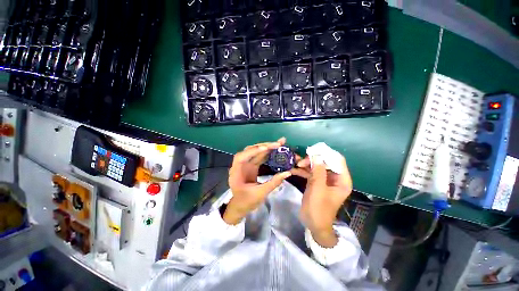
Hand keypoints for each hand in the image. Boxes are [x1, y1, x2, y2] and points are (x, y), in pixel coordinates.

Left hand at [224, 138, 291, 224]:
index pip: (242, 157)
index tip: (266, 148)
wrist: (240, 207)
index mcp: (236, 172)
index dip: (253, 151)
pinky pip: (260, 157)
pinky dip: (267, 153)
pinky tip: (275, 150)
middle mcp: (240, 165)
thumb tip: (288, 172)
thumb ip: (273, 182)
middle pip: (251, 151)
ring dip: (267, 147)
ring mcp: (247, 164)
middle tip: (278, 143)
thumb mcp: (260, 194)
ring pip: (256, 152)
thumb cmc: (246, 202)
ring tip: (279, 144)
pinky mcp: (252, 166)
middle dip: (264, 146)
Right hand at [295, 155, 351, 246]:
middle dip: (313, 159)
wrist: (313, 224)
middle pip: (325, 162)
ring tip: (296, 163)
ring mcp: (324, 180)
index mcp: (342, 180)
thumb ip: (318, 171)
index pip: (337, 161)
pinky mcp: (316, 182)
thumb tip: (317, 155)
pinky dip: (303, 170)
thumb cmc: (319, 208)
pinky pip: (311, 172)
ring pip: (317, 166)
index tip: (313, 151)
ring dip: (306, 164)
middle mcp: (335, 178)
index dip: (326, 154)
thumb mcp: (318, 189)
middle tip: (301, 161)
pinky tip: (293, 170)